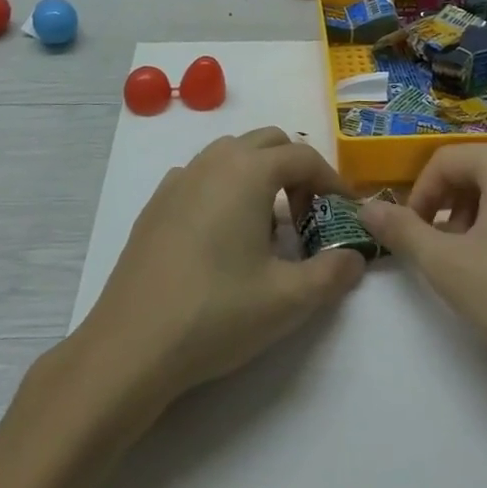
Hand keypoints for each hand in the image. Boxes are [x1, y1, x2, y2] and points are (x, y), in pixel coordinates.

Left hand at [75, 128, 364, 410]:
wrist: (131, 345)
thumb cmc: (217, 314)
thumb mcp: (288, 300)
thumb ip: (332, 274)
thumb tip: (355, 257)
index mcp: (248, 171)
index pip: (304, 156)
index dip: (331, 181)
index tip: (345, 212)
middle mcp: (214, 160)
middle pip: (269, 142)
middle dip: (296, 170)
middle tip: (309, 216)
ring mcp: (180, 178)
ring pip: (233, 154)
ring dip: (260, 175)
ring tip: (269, 227)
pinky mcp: (157, 202)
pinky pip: (203, 175)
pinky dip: (225, 188)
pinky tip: (223, 234)